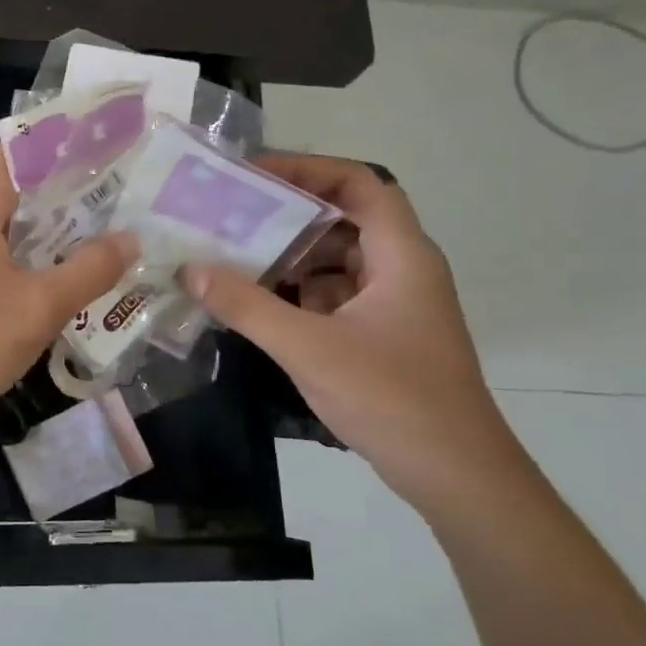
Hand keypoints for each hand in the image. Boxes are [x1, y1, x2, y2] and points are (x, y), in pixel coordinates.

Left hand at [0, 147, 137, 428]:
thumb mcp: (39, 305)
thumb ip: (89, 269)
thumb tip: (132, 238)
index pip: (32, 145)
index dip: (77, 141)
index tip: (125, 145)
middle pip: (28, 178)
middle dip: (80, 183)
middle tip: (136, 189)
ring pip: (20, 214)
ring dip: (64, 219)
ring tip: (121, 221)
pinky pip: (9, 242)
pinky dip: (43, 246)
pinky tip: (79, 263)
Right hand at [182, 154, 522, 508]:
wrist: (456, 476)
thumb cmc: (391, 398)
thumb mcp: (309, 347)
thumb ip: (246, 306)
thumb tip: (190, 269)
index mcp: (401, 256)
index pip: (361, 184)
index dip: (310, 169)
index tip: (255, 173)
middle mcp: (401, 269)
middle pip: (343, 220)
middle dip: (286, 214)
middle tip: (229, 213)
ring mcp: (393, 305)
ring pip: (336, 260)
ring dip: (288, 256)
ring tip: (230, 253)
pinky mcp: (381, 335)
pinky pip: (333, 295)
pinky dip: (297, 292)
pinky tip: (254, 302)